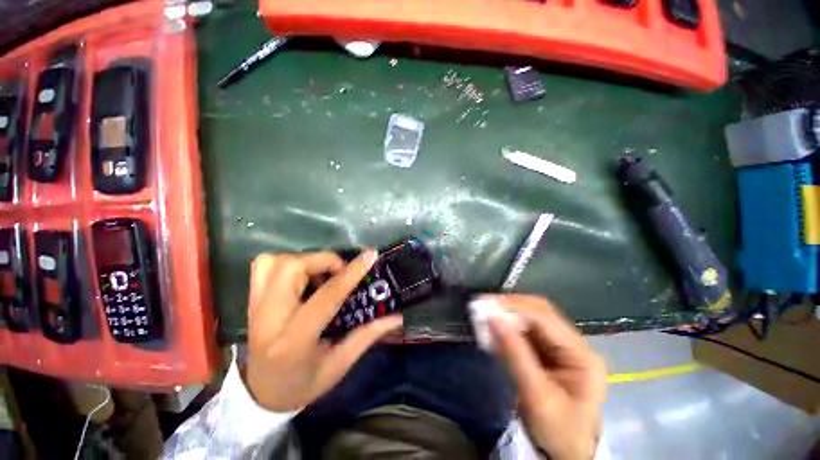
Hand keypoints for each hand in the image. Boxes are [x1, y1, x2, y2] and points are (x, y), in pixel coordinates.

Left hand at [243, 249, 402, 411]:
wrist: (260, 394)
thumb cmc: (303, 384)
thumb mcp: (339, 365)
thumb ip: (367, 336)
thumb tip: (397, 316)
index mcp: (295, 340)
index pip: (327, 296)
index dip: (351, 273)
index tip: (371, 255)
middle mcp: (270, 318)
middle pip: (293, 269)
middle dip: (324, 261)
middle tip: (340, 272)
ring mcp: (255, 306)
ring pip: (278, 262)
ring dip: (307, 260)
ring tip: (322, 274)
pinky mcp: (252, 300)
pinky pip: (264, 265)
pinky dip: (286, 262)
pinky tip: (300, 275)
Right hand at [486, 294, 606, 459]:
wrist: (566, 454)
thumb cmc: (558, 431)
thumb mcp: (535, 395)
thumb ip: (514, 353)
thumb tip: (493, 318)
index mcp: (582, 355)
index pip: (545, 318)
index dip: (514, 307)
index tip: (486, 305)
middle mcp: (575, 344)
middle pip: (540, 313)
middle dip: (510, 307)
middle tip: (483, 306)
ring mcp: (563, 347)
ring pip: (531, 320)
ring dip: (507, 316)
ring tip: (484, 315)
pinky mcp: (550, 352)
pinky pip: (526, 332)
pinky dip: (508, 329)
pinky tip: (494, 329)